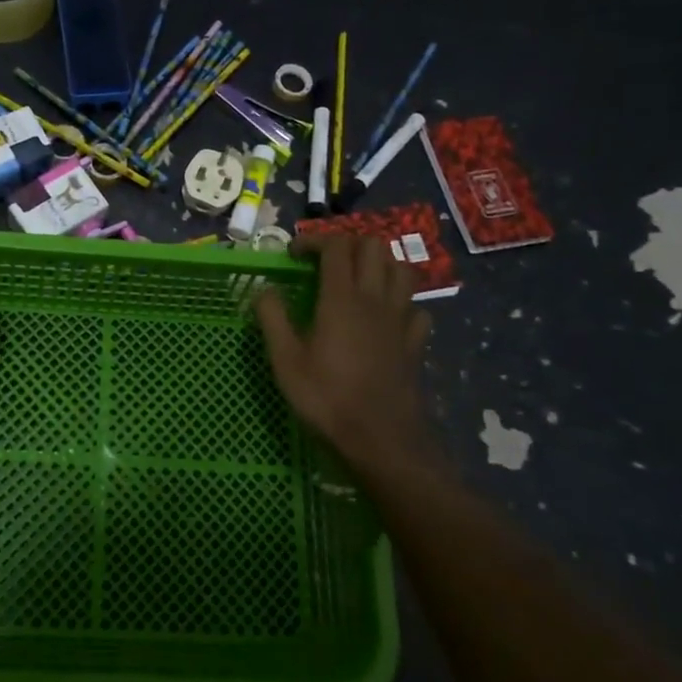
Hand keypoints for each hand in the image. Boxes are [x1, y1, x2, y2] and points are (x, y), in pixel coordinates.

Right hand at [254, 235, 437, 472]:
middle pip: (373, 246)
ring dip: (380, 264)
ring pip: (402, 269)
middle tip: (325, 262)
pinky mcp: (415, 343)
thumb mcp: (285, 361)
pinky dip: (402, 303)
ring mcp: (400, 320)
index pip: (335, 246)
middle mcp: (375, 299)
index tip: (294, 255)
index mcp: (341, 299)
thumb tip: (265, 290)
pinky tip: (387, 316)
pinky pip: (416, 308)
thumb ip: (273, 319)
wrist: (382, 441)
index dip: (314, 241)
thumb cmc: (327, 399)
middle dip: (348, 243)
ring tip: (358, 279)